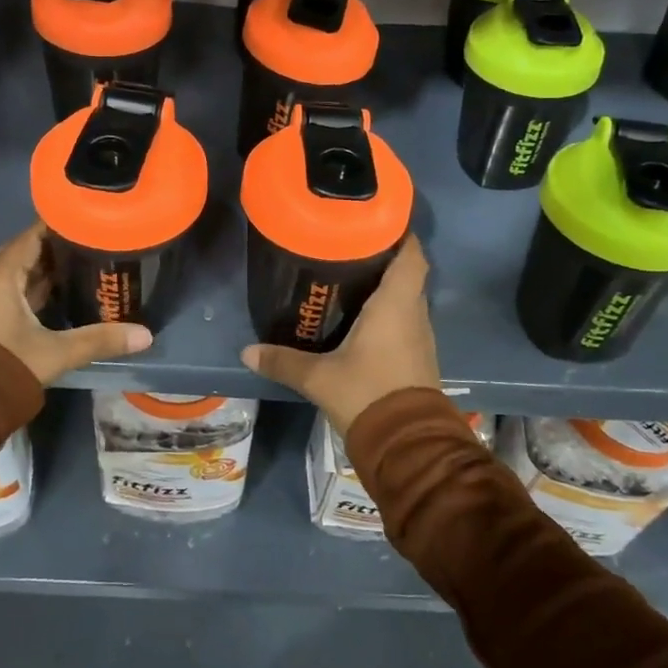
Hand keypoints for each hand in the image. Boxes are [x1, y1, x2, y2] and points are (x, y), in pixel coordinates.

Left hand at [0, 222, 151, 385]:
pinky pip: (3, 295)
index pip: (32, 236)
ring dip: (40, 274)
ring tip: (78, 271)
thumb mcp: (55, 353)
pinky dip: (26, 293)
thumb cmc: (2, 368)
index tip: (88, 221)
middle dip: (55, 251)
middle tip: (91, 247)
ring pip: (12, 277)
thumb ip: (99, 340)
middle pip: (23, 255)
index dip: (60, 226)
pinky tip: (50, 301)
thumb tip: (146, 335)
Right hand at [240, 238, 439, 435]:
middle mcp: (414, 314)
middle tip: (349, 248)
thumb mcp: (319, 378)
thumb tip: (247, 352)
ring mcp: (420, 337)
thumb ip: (284, 361)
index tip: (377, 222)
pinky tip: (361, 319)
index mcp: (396, 304)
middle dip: (384, 258)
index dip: (401, 234)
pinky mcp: (418, 358)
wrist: (407, 445)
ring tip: (351, 277)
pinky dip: (389, 313)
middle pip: (407, 273)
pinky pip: (405, 322)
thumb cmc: (367, 394)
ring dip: (387, 287)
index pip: (412, 254)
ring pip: (407, 299)